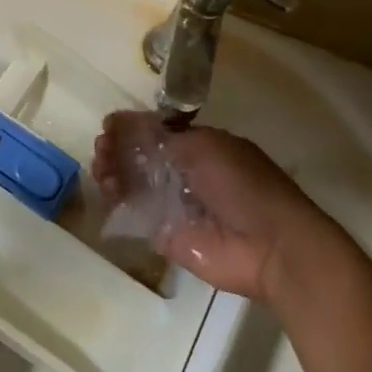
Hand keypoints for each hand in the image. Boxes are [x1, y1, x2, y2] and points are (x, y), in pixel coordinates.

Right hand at [92, 110, 346, 304]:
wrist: (269, 245)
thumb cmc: (243, 185)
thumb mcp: (207, 146)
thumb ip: (167, 137)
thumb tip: (132, 126)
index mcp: (201, 147)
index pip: (158, 133)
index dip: (133, 128)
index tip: (109, 125)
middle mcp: (185, 174)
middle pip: (141, 158)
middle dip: (118, 149)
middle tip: (101, 148)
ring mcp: (174, 205)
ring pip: (134, 185)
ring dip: (114, 173)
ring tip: (101, 169)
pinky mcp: (165, 236)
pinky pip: (135, 216)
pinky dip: (117, 204)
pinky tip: (108, 193)